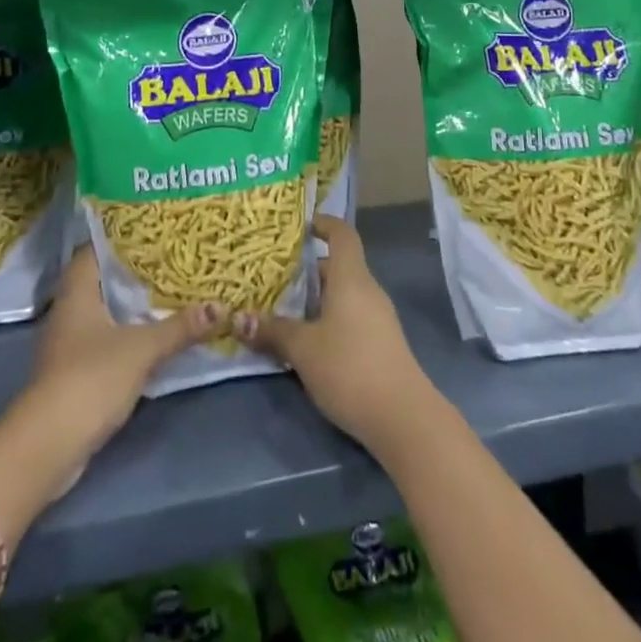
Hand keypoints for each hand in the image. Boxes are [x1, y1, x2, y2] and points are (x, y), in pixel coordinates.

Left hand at [20, 248, 225, 471]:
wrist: (48, 447)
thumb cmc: (90, 379)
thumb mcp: (142, 348)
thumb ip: (179, 327)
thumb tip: (219, 306)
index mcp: (77, 294)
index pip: (93, 251)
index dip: (120, 238)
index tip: (152, 231)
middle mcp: (69, 313)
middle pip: (102, 282)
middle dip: (134, 273)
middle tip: (172, 259)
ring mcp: (69, 346)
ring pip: (106, 314)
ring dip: (133, 307)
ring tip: (171, 292)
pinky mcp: (76, 375)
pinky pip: (107, 343)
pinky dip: (129, 337)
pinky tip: (155, 336)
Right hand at [235, 215, 435, 453]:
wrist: (402, 417)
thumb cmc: (350, 367)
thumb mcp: (303, 349)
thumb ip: (272, 331)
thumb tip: (238, 318)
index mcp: (351, 278)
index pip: (342, 235)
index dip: (324, 224)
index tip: (300, 226)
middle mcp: (367, 290)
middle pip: (337, 266)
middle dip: (306, 270)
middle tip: (272, 276)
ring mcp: (378, 317)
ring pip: (343, 294)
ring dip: (315, 299)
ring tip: (281, 309)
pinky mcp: (380, 343)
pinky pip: (350, 316)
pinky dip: (327, 318)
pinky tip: (306, 341)